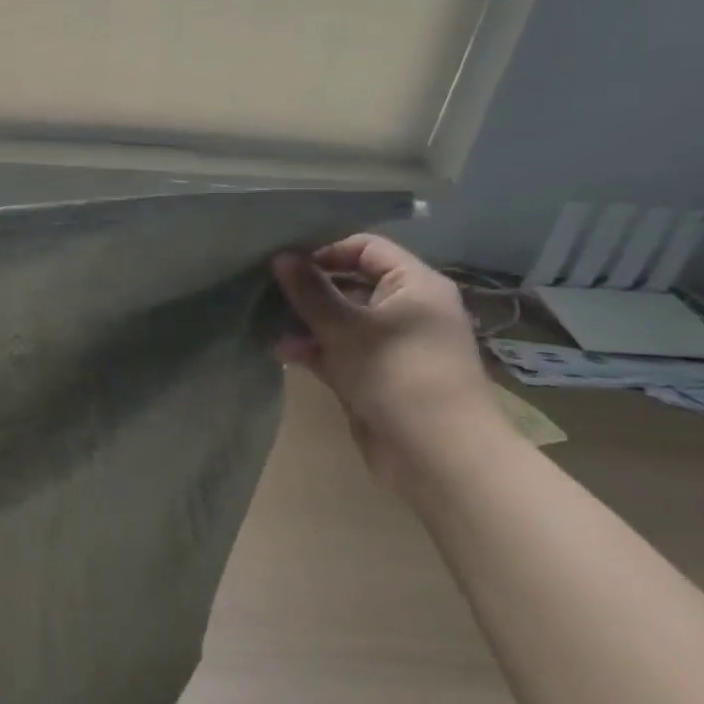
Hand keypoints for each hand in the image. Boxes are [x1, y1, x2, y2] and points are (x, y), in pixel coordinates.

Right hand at [272, 234, 498, 486]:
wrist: (437, 455)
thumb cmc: (396, 374)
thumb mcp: (344, 327)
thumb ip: (309, 290)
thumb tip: (281, 256)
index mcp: (415, 286)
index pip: (366, 248)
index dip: (325, 249)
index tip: (285, 262)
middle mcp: (407, 309)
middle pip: (349, 282)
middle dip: (308, 287)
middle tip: (266, 288)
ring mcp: (392, 343)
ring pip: (340, 318)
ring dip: (304, 320)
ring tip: (267, 322)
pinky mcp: (377, 373)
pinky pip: (340, 349)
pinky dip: (313, 348)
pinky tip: (281, 351)